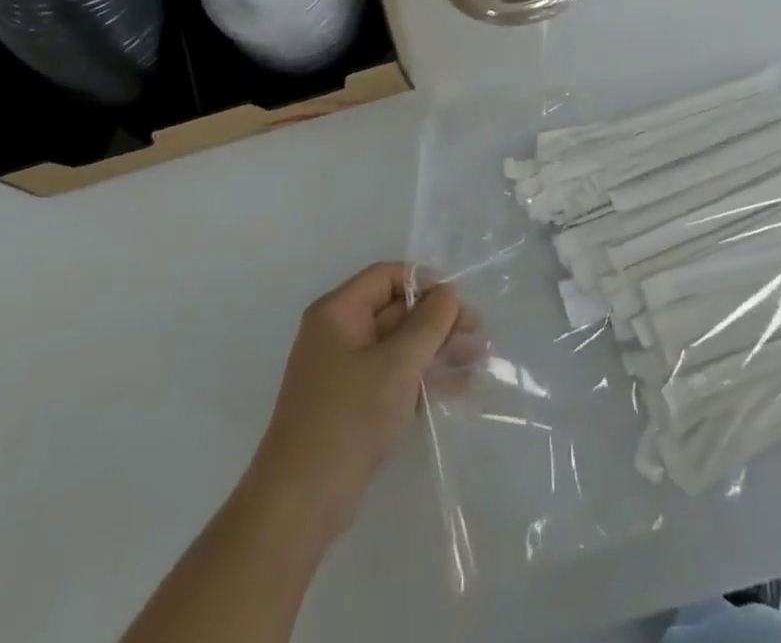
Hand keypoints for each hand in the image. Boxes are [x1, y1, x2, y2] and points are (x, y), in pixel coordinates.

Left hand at [245, 262, 481, 542]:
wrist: (301, 503)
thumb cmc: (349, 418)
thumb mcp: (397, 364)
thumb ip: (429, 323)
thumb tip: (449, 292)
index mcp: (337, 312)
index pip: (386, 277)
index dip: (425, 283)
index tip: (459, 302)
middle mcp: (338, 334)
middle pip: (396, 311)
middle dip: (438, 322)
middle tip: (479, 334)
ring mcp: (343, 372)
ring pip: (398, 347)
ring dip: (437, 351)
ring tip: (479, 360)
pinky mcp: (352, 406)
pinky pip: (393, 378)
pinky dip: (423, 378)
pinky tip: (459, 388)